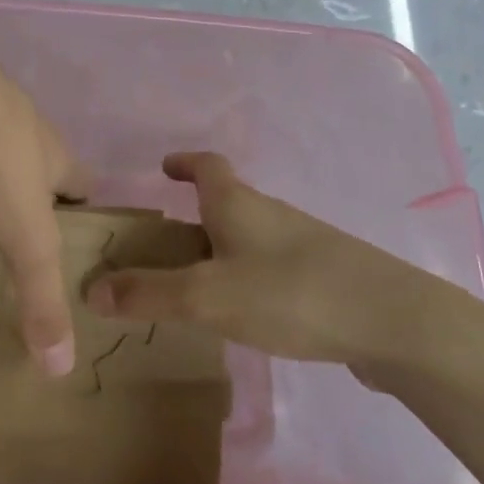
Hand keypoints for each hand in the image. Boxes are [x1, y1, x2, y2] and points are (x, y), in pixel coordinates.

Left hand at [0, 47, 89, 375]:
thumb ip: (42, 299)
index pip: (81, 180)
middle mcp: (24, 122)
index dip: (83, 203)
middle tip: (18, 214)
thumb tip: (62, 368)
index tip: (76, 226)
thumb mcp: (26, 241)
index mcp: (54, 155)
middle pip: (39, 153)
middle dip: (34, 179)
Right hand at [83, 152, 468, 371]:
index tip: (164, 168)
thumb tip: (90, 288)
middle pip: (226, 202)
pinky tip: (245, 312)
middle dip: (193, 216)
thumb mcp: (208, 296)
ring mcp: (302, 244)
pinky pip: (271, 267)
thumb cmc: (291, 293)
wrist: (392, 321)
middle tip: (163, 246)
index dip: (183, 163)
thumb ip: (150, 294)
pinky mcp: (324, 276)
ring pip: (249, 237)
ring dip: (220, 249)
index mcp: (238, 204)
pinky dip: (247, 277)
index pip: (206, 166)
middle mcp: (270, 214)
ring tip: (194, 285)